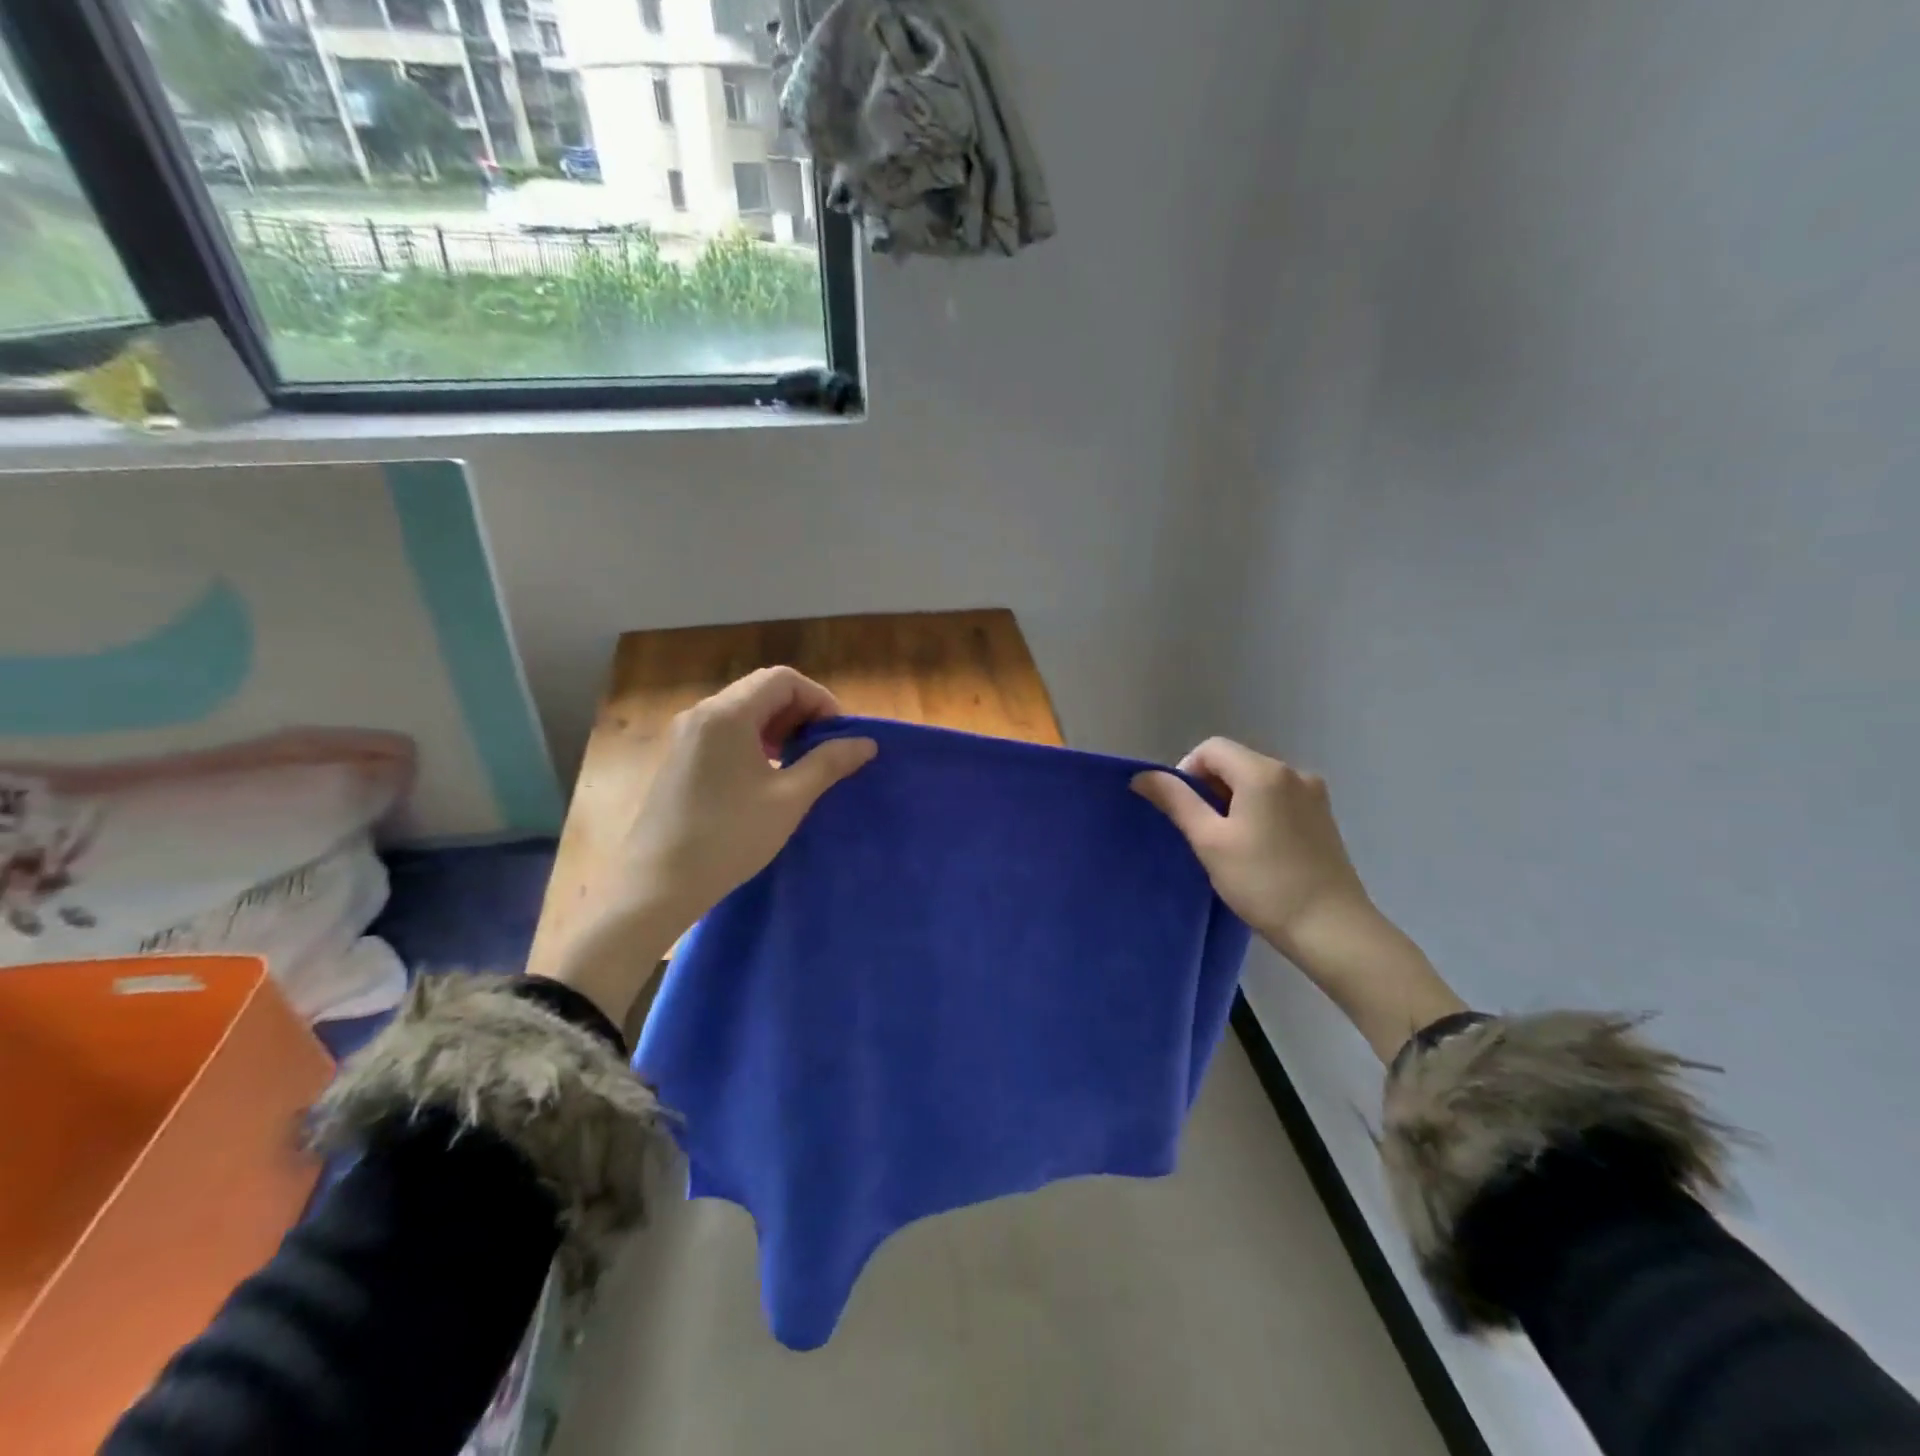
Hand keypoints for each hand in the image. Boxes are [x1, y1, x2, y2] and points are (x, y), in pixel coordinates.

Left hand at [622, 667, 876, 930]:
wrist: (659, 883)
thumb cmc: (729, 837)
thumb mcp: (789, 799)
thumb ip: (829, 763)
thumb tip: (866, 743)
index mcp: (727, 714)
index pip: (783, 679)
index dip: (819, 699)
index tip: (838, 735)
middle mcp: (702, 713)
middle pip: (762, 689)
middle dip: (800, 712)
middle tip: (823, 749)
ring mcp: (686, 735)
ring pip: (742, 710)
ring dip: (778, 726)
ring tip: (797, 763)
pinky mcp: (679, 757)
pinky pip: (724, 730)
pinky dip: (753, 739)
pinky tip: (765, 775)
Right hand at [1133, 739, 1467, 1060]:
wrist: (1332, 928)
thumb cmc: (1263, 883)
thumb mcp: (1210, 841)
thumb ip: (1175, 801)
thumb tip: (1143, 776)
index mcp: (1263, 772)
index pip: (1211, 749)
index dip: (1186, 772)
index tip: (1183, 812)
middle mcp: (1293, 772)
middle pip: (1235, 762)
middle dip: (1210, 789)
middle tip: (1203, 834)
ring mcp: (1313, 794)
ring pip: (1256, 782)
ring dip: (1233, 803)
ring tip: (1230, 846)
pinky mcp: (1323, 817)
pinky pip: (1278, 799)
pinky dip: (1258, 812)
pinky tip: (1258, 850)